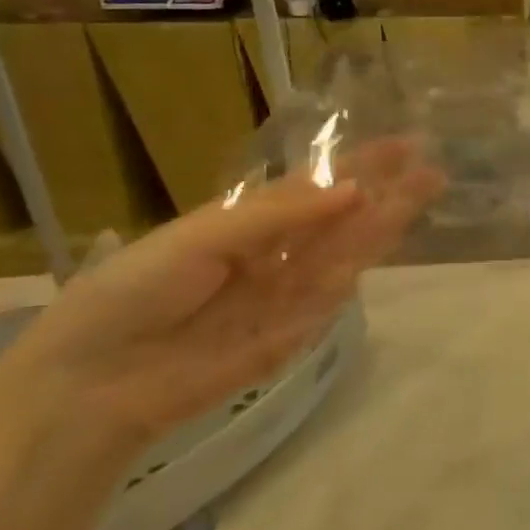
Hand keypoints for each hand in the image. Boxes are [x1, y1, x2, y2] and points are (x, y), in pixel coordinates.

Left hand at [0, 137, 442, 444]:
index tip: (403, 146)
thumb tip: (355, 191)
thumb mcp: (202, 237)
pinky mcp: (290, 337)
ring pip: (345, 256)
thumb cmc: (135, 292)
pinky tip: (390, 244)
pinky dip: (354, 277)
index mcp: (246, 222)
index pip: (315, 187)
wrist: (95, 383)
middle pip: (341, 220)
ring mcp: (284, 296)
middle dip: (386, 195)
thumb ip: (280, 216)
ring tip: (425, 195)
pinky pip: (328, 303)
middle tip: (434, 172)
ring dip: (384, 227)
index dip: (358, 165)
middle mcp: (273, 254)